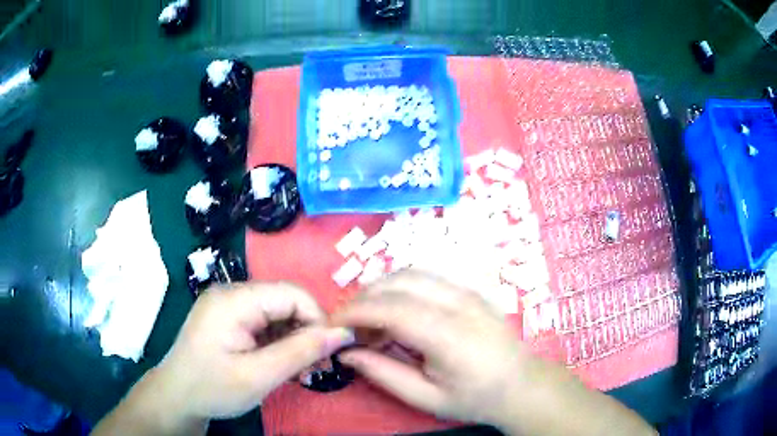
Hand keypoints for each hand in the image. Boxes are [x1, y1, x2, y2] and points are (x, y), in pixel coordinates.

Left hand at [94, 283, 354, 434]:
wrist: (176, 397)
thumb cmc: (212, 388)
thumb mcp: (259, 375)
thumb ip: (301, 352)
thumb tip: (342, 333)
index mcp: (233, 300)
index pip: (291, 294)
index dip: (317, 319)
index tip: (330, 352)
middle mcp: (230, 293)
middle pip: (284, 302)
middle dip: (306, 332)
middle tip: (317, 367)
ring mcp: (227, 305)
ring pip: (276, 313)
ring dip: (294, 340)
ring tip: (301, 371)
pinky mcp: (227, 318)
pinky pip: (263, 322)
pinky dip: (278, 342)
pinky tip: (282, 364)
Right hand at [332, 270, 654, 435]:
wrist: (521, 385)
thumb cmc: (475, 398)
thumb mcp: (426, 398)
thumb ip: (384, 373)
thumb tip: (347, 352)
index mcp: (448, 334)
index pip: (390, 308)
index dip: (354, 312)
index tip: (332, 325)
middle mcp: (458, 303)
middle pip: (397, 282)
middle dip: (363, 298)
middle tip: (349, 326)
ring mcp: (467, 291)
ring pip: (411, 273)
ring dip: (381, 289)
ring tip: (370, 319)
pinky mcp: (470, 290)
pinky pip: (426, 277)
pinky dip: (400, 288)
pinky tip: (397, 311)